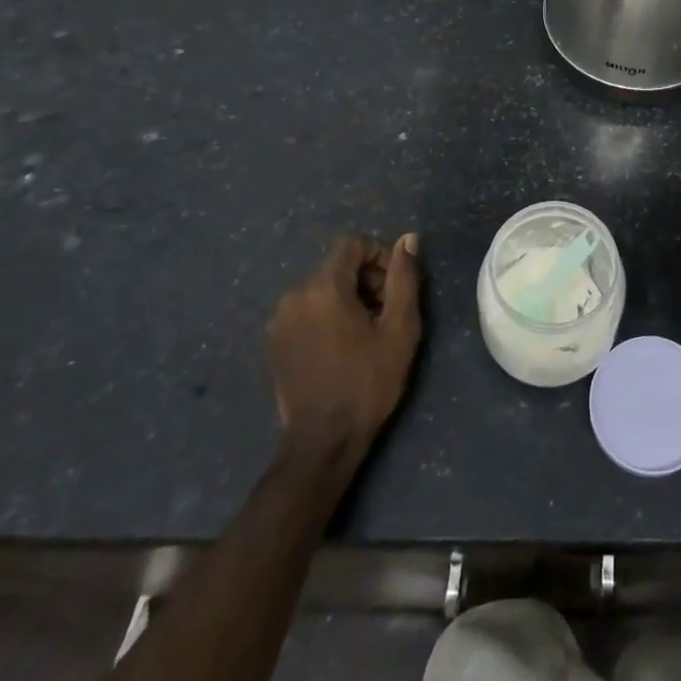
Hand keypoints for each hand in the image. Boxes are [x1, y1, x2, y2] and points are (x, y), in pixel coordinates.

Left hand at [266, 232, 420, 451]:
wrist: (323, 441)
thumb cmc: (368, 381)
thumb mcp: (400, 328)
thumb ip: (404, 277)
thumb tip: (408, 239)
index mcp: (323, 287)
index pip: (352, 244)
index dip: (379, 255)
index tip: (395, 286)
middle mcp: (294, 295)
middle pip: (336, 267)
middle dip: (365, 279)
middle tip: (386, 312)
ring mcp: (278, 321)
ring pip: (321, 289)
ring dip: (346, 298)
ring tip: (365, 332)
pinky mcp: (273, 343)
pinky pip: (305, 311)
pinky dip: (326, 316)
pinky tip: (341, 347)